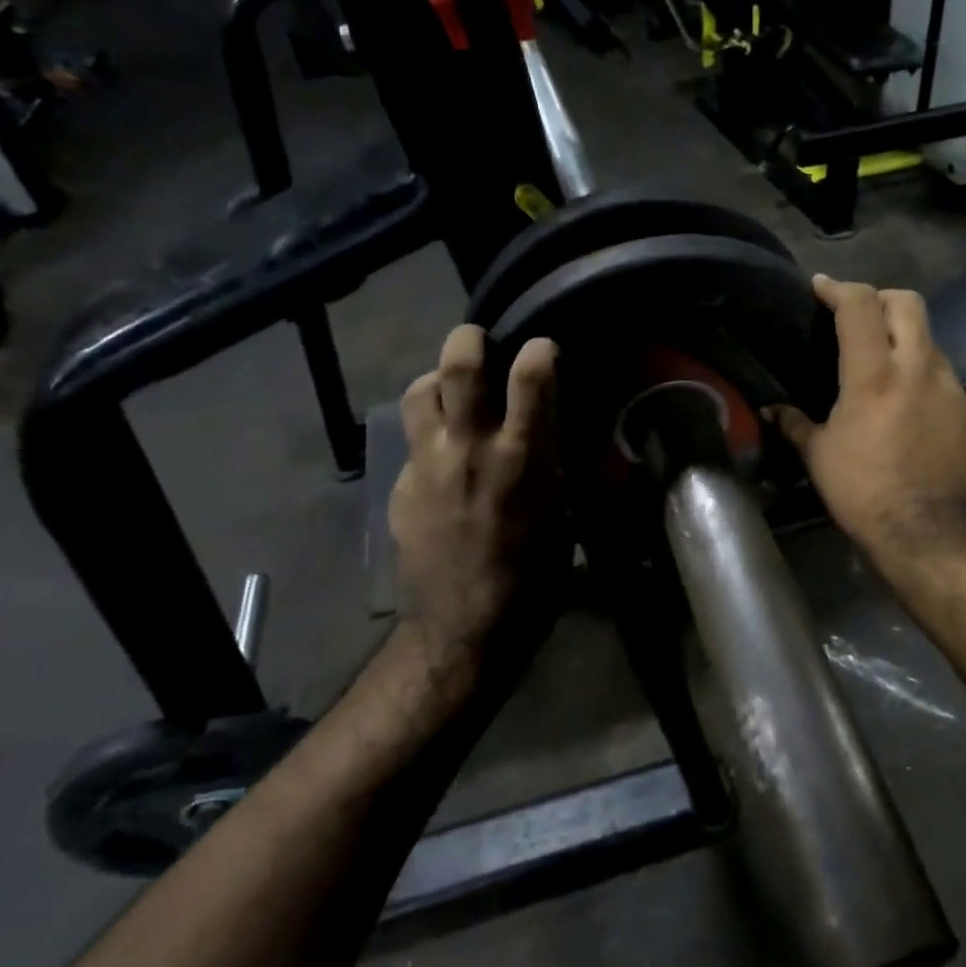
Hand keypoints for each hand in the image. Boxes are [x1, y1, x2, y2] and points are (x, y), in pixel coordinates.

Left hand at [387, 325, 563, 691]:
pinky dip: (430, 434)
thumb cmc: (534, 576)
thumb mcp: (564, 515)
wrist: (465, 627)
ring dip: (438, 381)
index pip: (532, 372)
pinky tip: (443, 459)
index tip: (545, 351)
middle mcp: (471, 446)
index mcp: (524, 456)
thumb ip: (554, 463)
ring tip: (454, 393)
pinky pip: (413, 439)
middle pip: (459, 361)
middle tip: (484, 346)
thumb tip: (551, 432)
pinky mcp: (401, 485)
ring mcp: (427, 463)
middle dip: (471, 339)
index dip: (540, 348)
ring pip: (420, 390)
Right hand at [771, 275, 965, 563]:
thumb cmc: (862, 491)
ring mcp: (949, 385)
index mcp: (873, 374)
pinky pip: (941, 370)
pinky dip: (920, 368)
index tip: (820, 286)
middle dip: (879, 297)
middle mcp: (916, 367)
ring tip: (881, 358)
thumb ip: (794, 423)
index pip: (859, 305)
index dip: (837, 287)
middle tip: (857, 314)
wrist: (926, 531)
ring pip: (928, 335)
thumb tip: (770, 410)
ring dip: (903, 334)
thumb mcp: (819, 456)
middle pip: (907, 301)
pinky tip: (905, 396)